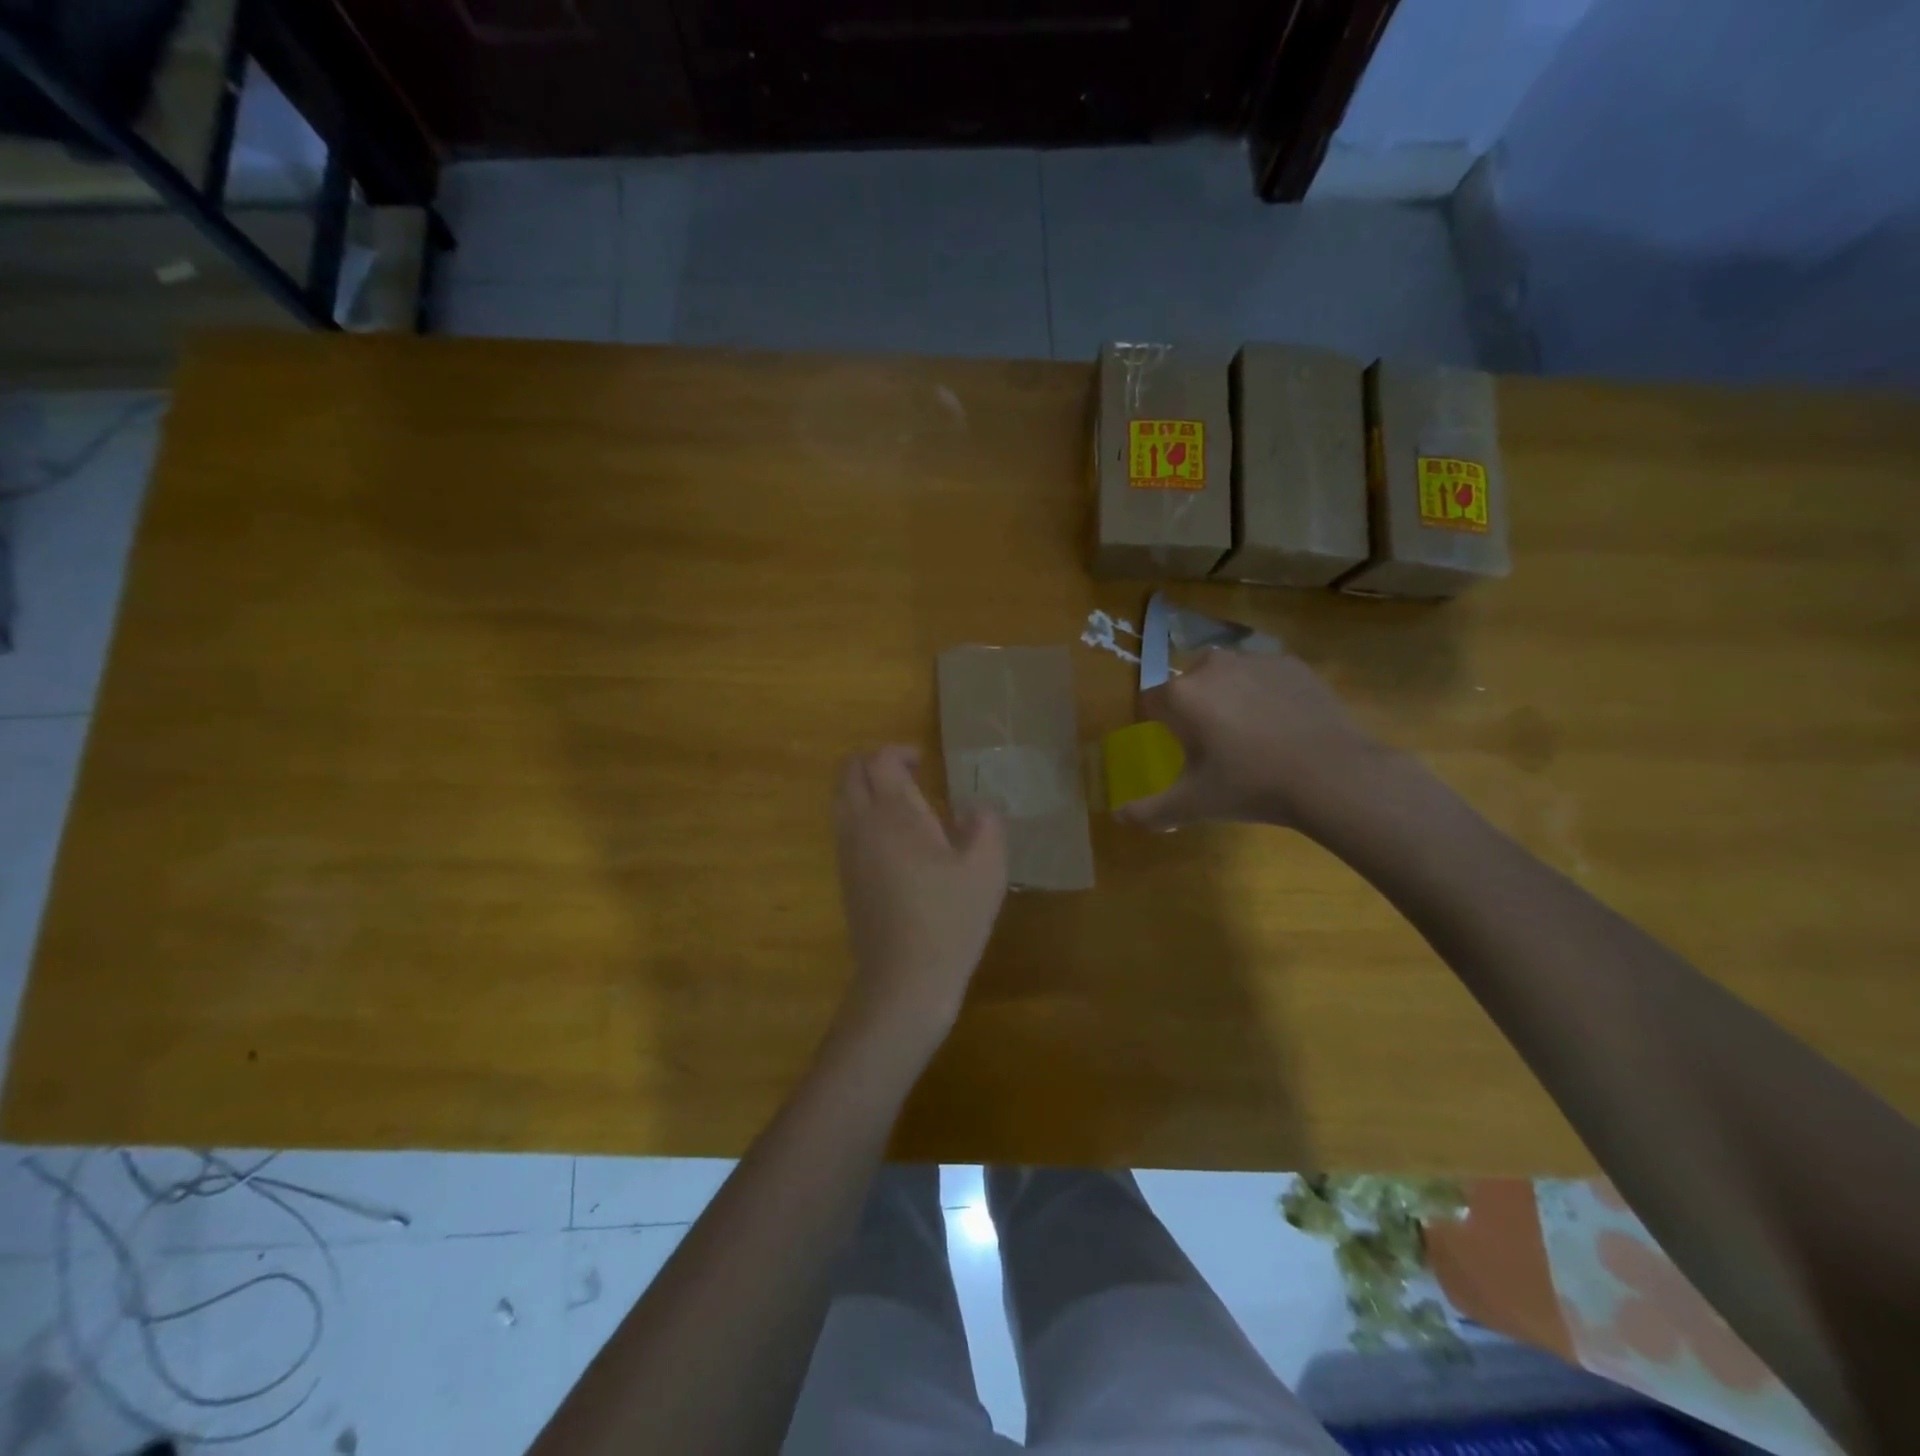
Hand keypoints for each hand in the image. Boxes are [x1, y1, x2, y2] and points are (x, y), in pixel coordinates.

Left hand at [833, 746, 1007, 1046]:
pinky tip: (893, 840)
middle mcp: (861, 825)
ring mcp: (847, 852)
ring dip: (865, 789)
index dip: (900, 752)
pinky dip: (860, 815)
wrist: (904, 980)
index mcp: (894, 813)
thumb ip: (986, 824)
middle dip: (874, 763)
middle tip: (909, 775)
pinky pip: (843, 827)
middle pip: (849, 772)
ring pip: (841, 799)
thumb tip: (974, 809)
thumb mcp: (987, 869)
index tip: (924, 764)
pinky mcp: (845, 877)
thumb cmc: (949, 920)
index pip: (880, 760)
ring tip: (901, 805)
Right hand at [1116, 650, 1392, 834]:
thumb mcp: (1194, 804)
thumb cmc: (1251, 787)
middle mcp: (1211, 666)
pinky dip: (1263, 693)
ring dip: (1227, 697)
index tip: (1175, 748)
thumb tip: (1118, 817)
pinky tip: (1280, 724)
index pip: (1150, 703)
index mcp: (1181, 695)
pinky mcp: (1290, 663)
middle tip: (1215, 746)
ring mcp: (1254, 660)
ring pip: (1226, 676)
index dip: (1158, 725)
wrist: (1331, 774)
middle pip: (1188, 686)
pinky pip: (1262, 675)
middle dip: (1194, 709)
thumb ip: (1150, 811)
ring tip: (1250, 734)